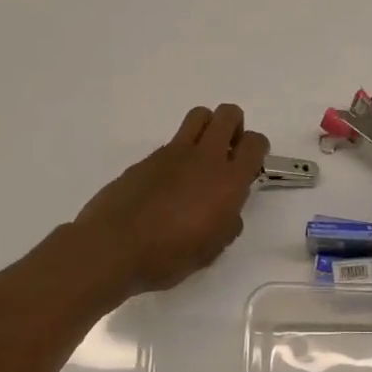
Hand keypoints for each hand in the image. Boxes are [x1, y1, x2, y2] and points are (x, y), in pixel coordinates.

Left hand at [73, 104, 268, 294]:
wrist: (114, 247)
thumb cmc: (170, 255)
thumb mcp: (212, 249)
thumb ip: (228, 223)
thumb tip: (227, 212)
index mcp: (228, 182)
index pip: (254, 143)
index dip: (258, 148)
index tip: (251, 165)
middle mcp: (204, 158)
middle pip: (228, 115)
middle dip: (235, 126)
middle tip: (229, 152)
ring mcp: (173, 153)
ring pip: (199, 116)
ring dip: (208, 127)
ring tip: (202, 157)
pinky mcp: (147, 158)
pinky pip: (173, 142)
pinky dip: (180, 152)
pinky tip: (171, 182)